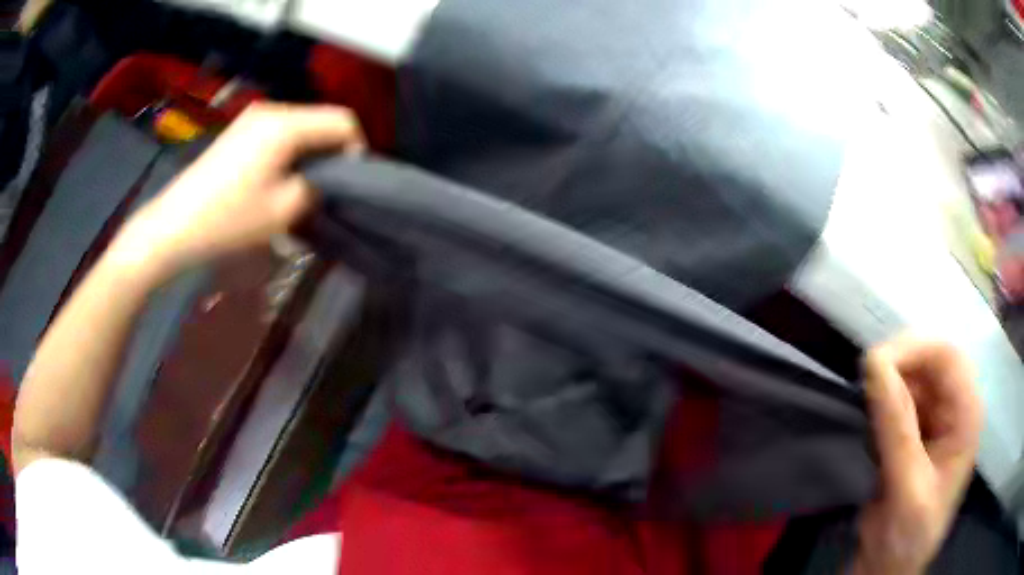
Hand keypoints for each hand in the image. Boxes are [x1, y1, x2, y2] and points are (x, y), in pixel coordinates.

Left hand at [111, 102, 364, 279]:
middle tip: (328, 188)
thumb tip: (324, 179)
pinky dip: (288, 152)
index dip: (356, 148)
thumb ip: (317, 187)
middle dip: (331, 151)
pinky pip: (277, 133)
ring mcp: (251, 119)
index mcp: (285, 124)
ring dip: (309, 153)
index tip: (351, 182)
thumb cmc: (229, 219)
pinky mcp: (238, 131)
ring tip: (303, 187)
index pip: (342, 120)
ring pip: (299, 127)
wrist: (173, 226)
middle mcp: (271, 111)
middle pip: (319, 120)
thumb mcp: (284, 210)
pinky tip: (278, 180)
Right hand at [852, 337, 982, 574]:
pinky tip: (867, 426)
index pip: (947, 356)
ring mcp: (933, 420)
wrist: (889, 568)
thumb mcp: (908, 488)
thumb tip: (873, 364)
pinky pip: (896, 402)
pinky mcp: (913, 433)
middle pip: (928, 361)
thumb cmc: (911, 535)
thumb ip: (897, 430)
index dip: (913, 350)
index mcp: (966, 415)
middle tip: (863, 388)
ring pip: (910, 378)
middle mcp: (953, 408)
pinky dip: (878, 406)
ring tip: (862, 414)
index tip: (873, 365)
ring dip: (884, 389)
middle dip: (896, 368)